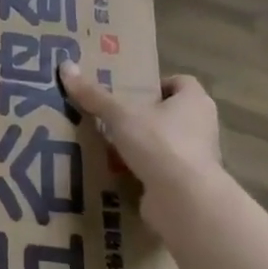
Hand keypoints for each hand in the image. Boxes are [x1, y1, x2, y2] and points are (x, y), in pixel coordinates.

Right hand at [58, 62, 222, 205]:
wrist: (184, 201)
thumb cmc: (160, 144)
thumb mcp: (120, 115)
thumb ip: (94, 95)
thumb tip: (66, 67)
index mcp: (195, 101)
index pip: (180, 82)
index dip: (156, 84)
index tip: (129, 92)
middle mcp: (202, 126)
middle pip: (171, 113)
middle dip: (144, 115)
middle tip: (112, 116)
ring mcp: (197, 158)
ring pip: (165, 143)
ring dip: (142, 145)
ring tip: (108, 144)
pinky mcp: (187, 186)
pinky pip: (161, 171)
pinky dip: (143, 171)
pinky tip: (116, 172)